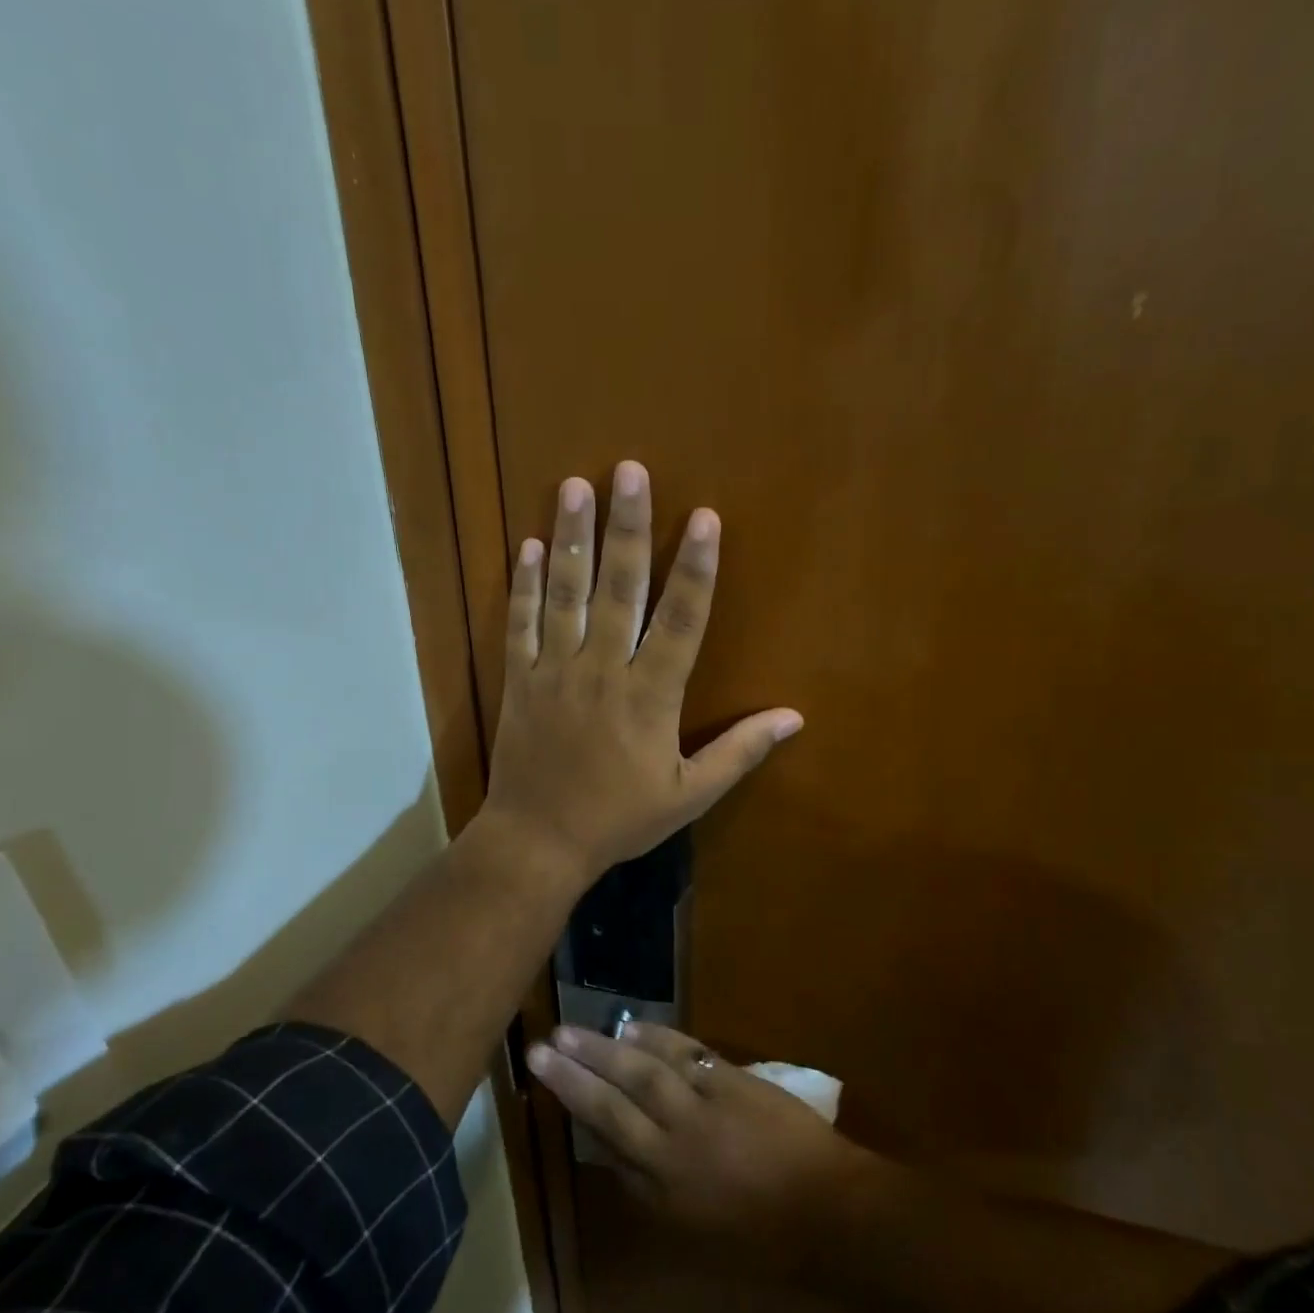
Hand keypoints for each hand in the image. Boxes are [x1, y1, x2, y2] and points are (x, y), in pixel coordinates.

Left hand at [477, 461, 801, 883]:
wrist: (538, 841)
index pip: (680, 620)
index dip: (695, 568)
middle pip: (620, 589)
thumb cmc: (619, 819)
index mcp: (650, 696)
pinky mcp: (519, 680)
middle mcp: (603, 670)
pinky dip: (524, 584)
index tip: (704, 518)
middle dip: (629, 528)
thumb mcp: (689, 796)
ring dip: (572, 538)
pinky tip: (529, 545)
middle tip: (629, 471)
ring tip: (575, 486)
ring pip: (566, 594)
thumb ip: (739, 752)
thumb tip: (793, 718)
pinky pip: (520, 624)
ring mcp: (555, 671)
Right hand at [528, 1020, 872, 1271]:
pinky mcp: (730, 1080)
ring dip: (606, 1048)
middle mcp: (673, 1144)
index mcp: (662, 1188)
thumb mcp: (694, 1232)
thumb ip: (651, 1192)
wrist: (827, 1209)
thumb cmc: (762, 1237)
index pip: (608, 1138)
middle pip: (614, 1102)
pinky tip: (633, 1026)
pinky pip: (685, 1053)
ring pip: (644, 1071)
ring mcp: (702, 1107)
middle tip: (540, 1047)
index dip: (576, 1107)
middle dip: (574, 1074)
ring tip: (573, 1029)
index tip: (548, 1079)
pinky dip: (656, 1037)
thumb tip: (614, 1154)